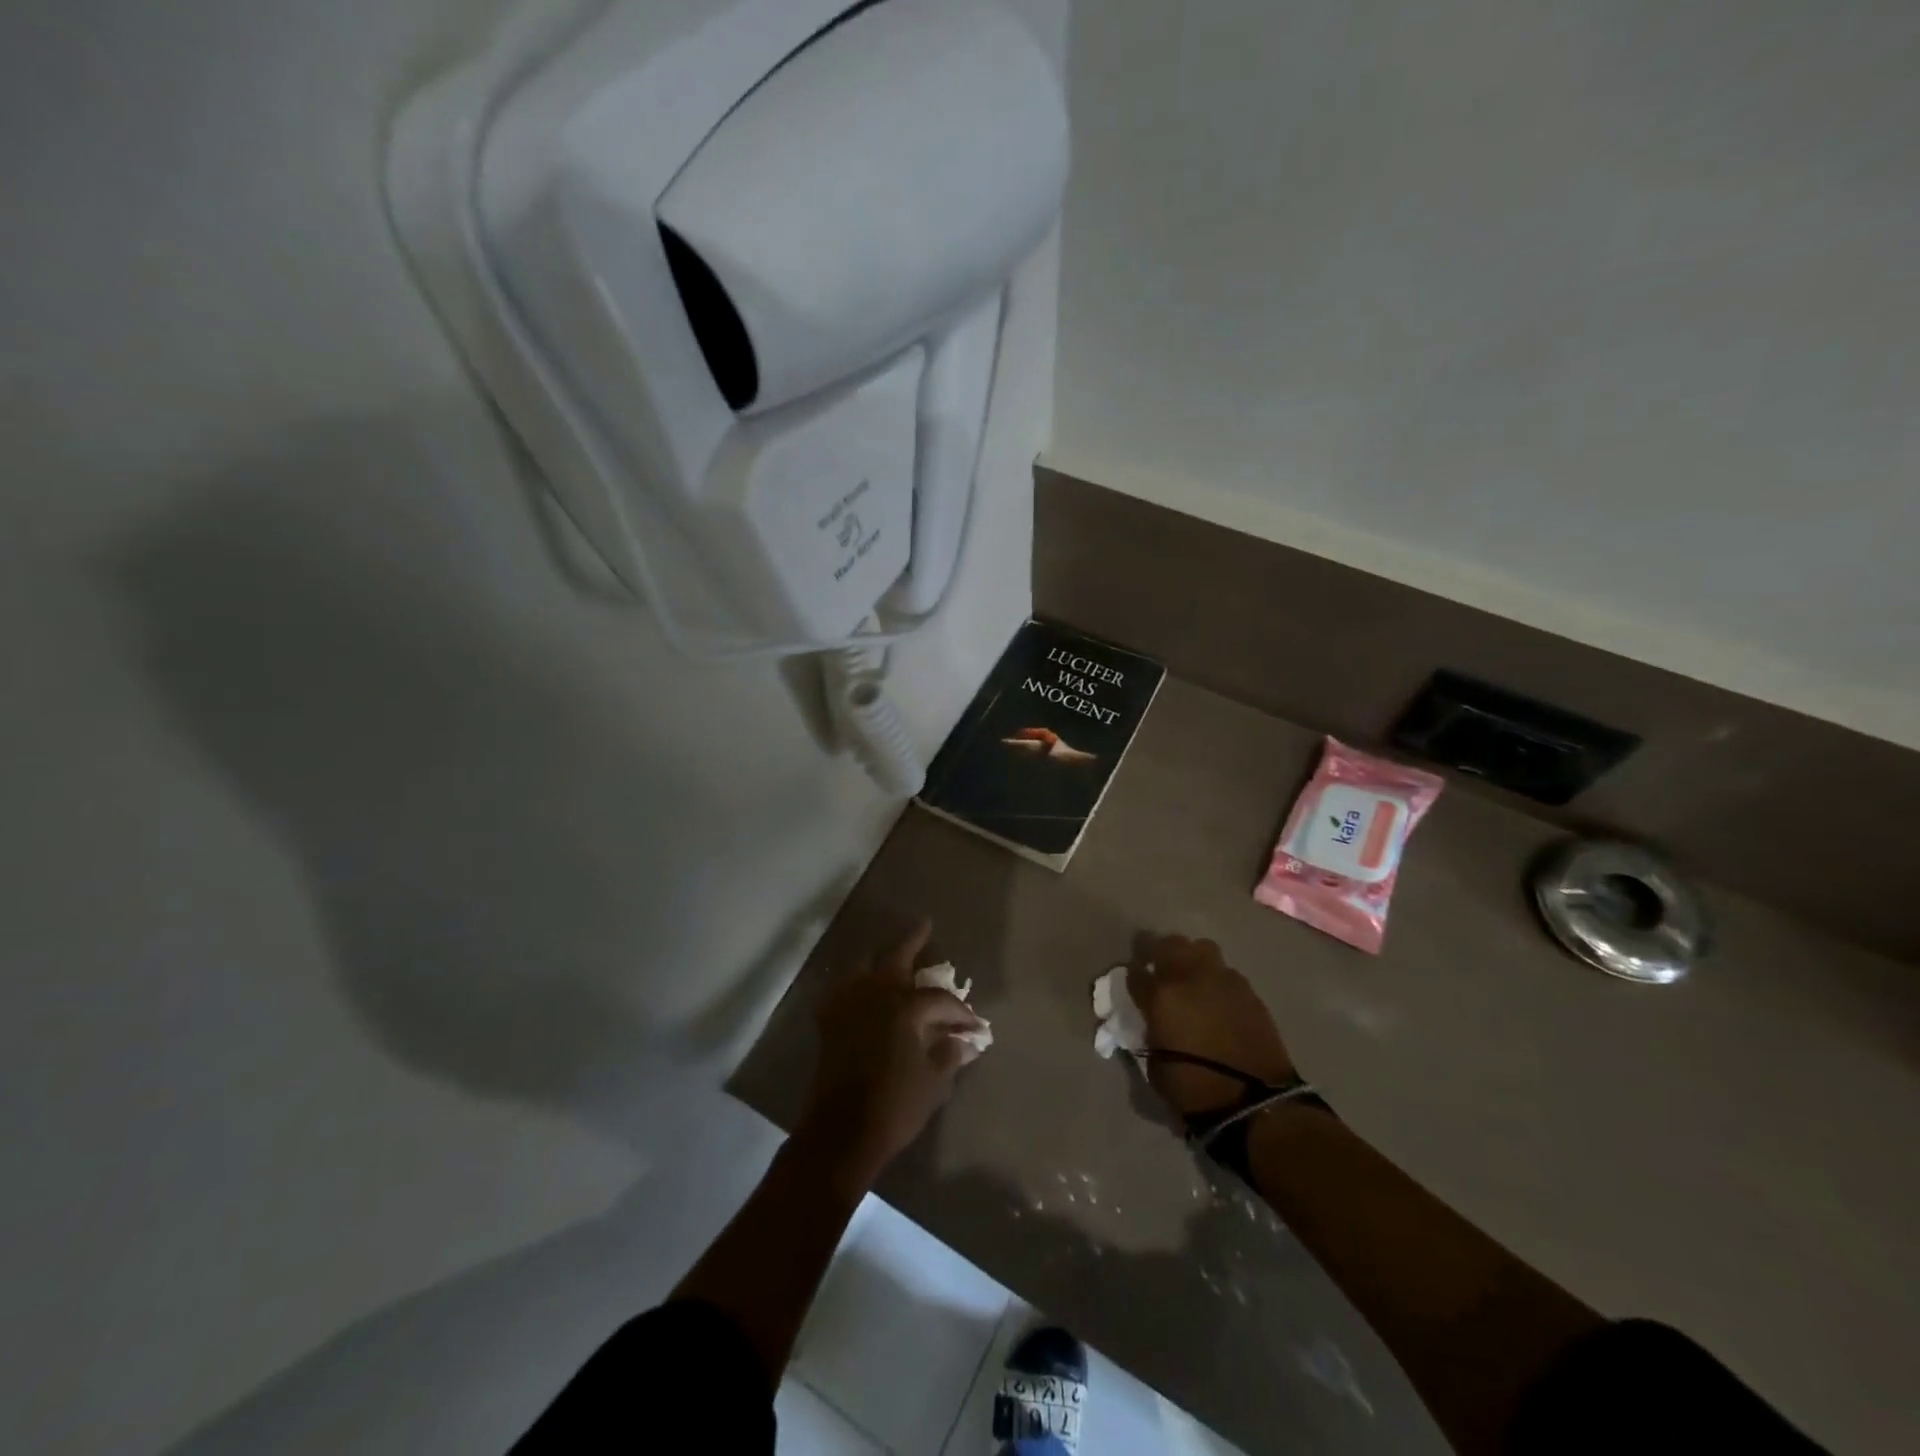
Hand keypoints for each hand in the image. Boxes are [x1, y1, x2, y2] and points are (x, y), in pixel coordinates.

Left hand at [795, 920, 987, 1189]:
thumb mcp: (933, 1082)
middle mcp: (874, 995)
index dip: (959, 1012)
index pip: (939, 1000)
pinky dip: (854, 983)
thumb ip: (948, 1054)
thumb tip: (964, 1042)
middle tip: (925, 925)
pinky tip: (861, 988)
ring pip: (864, 966)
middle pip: (896, 958)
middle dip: (913, 941)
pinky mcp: (830, 1022)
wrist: (841, 1134)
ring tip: (892, 955)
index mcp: (904, 1007)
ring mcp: (848, 1005)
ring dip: (880, 958)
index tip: (974, 1026)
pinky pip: (842, 989)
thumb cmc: (894, 1106)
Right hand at [1129, 935, 1295, 1120]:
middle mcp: (1190, 978)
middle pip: (1169, 944)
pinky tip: (1217, 998)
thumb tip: (1153, 1025)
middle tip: (1158, 968)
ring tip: (1191, 977)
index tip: (1134, 983)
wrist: (1254, 1103)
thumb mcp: (1155, 1066)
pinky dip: (1217, 979)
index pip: (1135, 972)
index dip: (1132, 976)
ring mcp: (1222, 980)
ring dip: (1192, 958)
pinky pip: (1226, 973)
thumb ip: (1150, 1034)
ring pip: (1202, 948)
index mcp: (1161, 996)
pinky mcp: (1249, 992)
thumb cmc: (1194, 1090)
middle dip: (1160, 952)